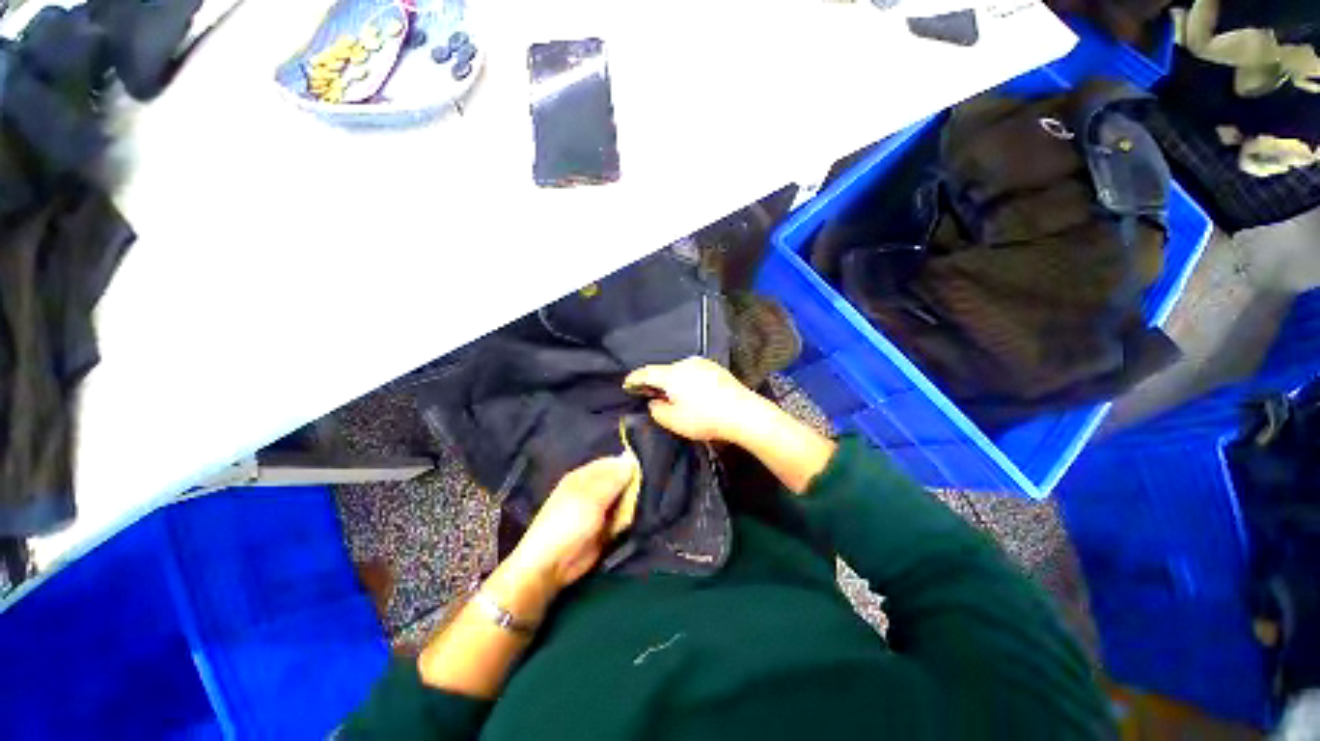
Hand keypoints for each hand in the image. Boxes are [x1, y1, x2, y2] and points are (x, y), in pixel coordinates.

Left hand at [505, 453, 637, 595]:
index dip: (628, 464)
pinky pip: (623, 518)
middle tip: (652, 487)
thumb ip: (613, 478)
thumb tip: (632, 458)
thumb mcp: (591, 496)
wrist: (552, 565)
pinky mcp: (605, 529)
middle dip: (634, 483)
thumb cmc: (568, 523)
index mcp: (585, 475)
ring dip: (634, 501)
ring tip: (650, 501)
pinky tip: (643, 516)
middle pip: (620, 480)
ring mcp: (600, 510)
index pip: (612, 462)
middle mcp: (593, 489)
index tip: (647, 468)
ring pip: (623, 499)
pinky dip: (631, 518)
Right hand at [623, 357, 761, 442]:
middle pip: (665, 371)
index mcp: (672, 374)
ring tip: (677, 398)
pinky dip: (689, 381)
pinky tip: (695, 394)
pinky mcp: (716, 368)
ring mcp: (703, 364)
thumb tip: (655, 402)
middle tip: (654, 397)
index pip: (647, 372)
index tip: (627, 383)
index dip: (634, 378)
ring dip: (675, 382)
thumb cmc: (706, 419)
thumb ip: (657, 410)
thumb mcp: (675, 422)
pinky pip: (695, 373)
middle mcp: (686, 363)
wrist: (743, 413)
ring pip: (681, 371)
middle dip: (657, 383)